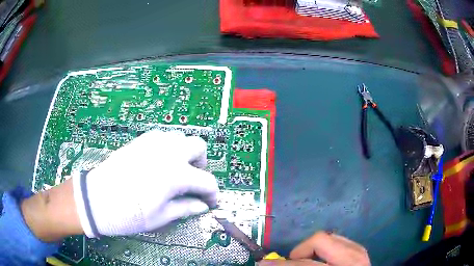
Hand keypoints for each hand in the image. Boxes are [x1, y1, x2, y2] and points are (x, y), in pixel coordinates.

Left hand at [73, 130, 217, 237]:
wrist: (96, 199)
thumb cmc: (129, 214)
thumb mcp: (160, 217)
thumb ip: (186, 208)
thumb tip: (202, 206)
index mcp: (176, 174)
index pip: (207, 181)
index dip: (212, 194)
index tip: (209, 203)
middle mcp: (168, 152)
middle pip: (199, 146)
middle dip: (201, 164)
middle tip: (192, 180)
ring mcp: (152, 142)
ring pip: (180, 137)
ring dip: (185, 153)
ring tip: (175, 171)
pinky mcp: (140, 140)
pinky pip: (162, 136)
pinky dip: (168, 147)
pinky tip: (159, 163)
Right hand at [259, 232, 369, 265]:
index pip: (303, 264)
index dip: (280, 265)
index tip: (263, 264)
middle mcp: (352, 259)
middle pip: (319, 241)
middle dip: (297, 252)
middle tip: (287, 263)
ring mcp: (358, 252)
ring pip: (328, 238)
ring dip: (310, 250)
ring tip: (304, 263)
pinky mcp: (360, 250)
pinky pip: (337, 241)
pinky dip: (323, 249)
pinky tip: (320, 261)